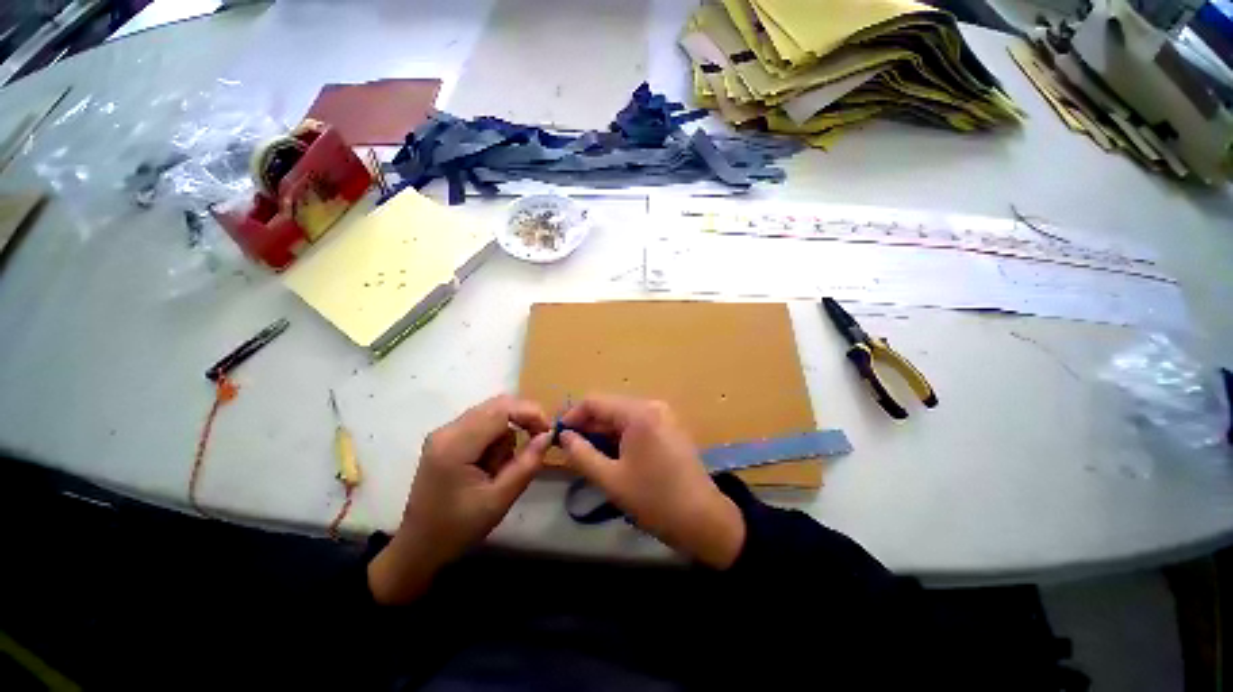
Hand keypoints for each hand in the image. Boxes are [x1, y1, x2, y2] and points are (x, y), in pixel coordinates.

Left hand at [369, 395, 550, 604]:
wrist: (419, 547)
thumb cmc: (458, 528)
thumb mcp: (500, 499)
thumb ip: (527, 464)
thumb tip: (548, 435)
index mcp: (455, 445)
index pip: (501, 410)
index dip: (530, 413)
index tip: (549, 431)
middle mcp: (447, 430)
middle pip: (496, 405)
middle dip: (523, 418)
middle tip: (539, 440)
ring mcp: (445, 433)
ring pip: (492, 413)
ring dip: (508, 432)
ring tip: (505, 465)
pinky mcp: (447, 439)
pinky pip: (483, 424)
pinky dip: (497, 437)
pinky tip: (492, 463)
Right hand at [559, 396, 745, 569]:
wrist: (703, 519)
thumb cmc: (654, 500)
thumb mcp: (611, 479)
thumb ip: (581, 454)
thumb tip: (564, 436)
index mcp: (639, 413)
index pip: (595, 402)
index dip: (573, 416)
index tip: (558, 436)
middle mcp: (652, 406)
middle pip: (610, 407)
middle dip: (588, 425)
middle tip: (570, 449)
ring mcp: (663, 415)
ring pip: (622, 416)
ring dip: (603, 432)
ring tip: (588, 454)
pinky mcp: (669, 427)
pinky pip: (637, 424)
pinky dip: (620, 435)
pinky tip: (612, 454)